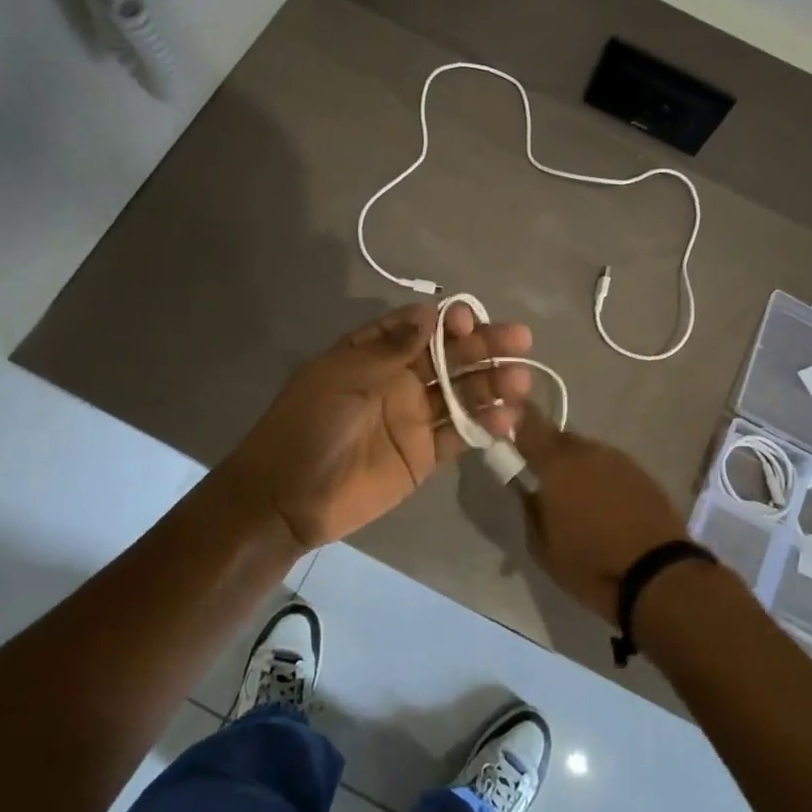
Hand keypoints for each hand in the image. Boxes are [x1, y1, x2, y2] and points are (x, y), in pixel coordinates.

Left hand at [226, 303, 534, 549]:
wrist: (289, 497)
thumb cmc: (309, 425)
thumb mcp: (343, 378)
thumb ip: (390, 349)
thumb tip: (430, 313)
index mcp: (372, 355)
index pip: (418, 329)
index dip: (446, 321)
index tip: (468, 319)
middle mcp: (398, 380)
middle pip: (448, 358)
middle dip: (482, 347)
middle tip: (520, 339)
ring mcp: (414, 418)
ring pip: (460, 394)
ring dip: (491, 384)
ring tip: (521, 380)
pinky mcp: (424, 454)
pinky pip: (459, 434)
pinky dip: (484, 425)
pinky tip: (509, 417)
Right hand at [512, 406, 688, 622]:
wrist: (657, 574)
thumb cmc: (590, 564)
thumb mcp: (543, 548)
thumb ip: (530, 510)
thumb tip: (528, 490)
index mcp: (556, 465)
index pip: (530, 425)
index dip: (518, 426)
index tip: (511, 439)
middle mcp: (588, 452)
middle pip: (561, 439)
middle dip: (550, 455)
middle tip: (547, 484)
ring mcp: (619, 460)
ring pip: (588, 453)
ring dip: (579, 468)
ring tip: (580, 502)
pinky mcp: (642, 473)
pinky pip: (611, 467)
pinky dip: (603, 479)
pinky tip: (608, 508)